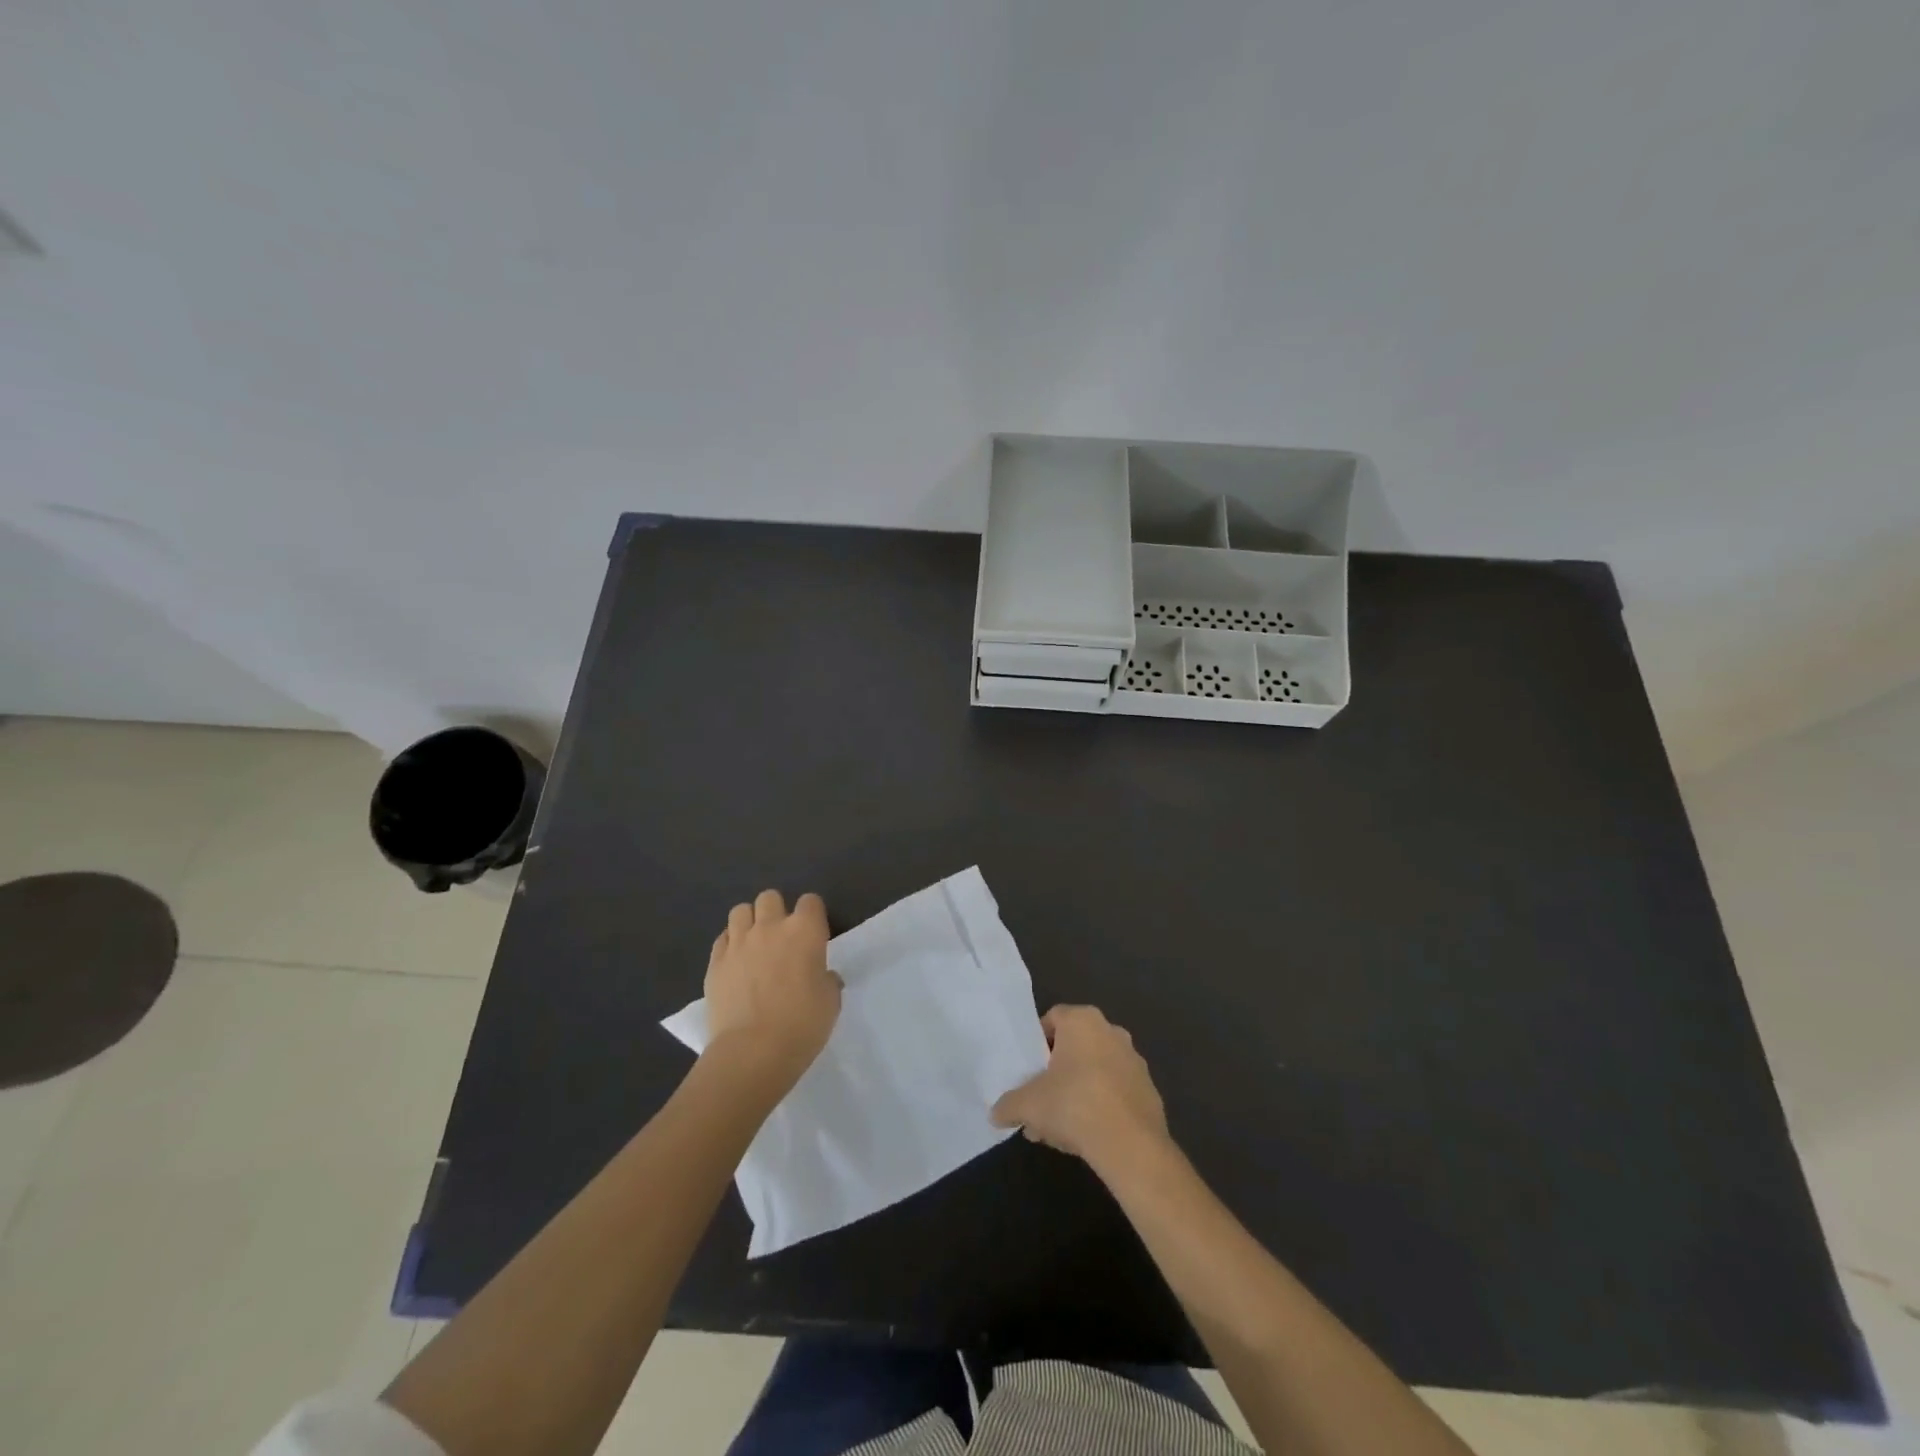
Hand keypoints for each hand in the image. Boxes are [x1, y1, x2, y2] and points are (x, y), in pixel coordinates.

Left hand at [703, 890, 841, 1085]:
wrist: (753, 1051)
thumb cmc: (802, 1025)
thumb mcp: (830, 1002)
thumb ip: (827, 980)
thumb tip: (823, 976)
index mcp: (805, 931)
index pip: (810, 901)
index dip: (812, 915)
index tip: (814, 935)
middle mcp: (770, 927)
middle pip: (770, 897)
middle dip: (776, 911)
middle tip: (781, 937)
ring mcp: (739, 942)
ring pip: (741, 910)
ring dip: (750, 922)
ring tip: (754, 944)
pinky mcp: (715, 962)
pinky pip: (722, 938)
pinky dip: (730, 944)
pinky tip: (736, 963)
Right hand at [991, 1005, 1169, 1173]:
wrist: (1130, 1145)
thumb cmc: (1073, 1105)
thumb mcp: (1027, 1105)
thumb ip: (1008, 1105)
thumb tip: (995, 1113)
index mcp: (1082, 1021)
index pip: (1053, 1019)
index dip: (1037, 1043)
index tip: (1028, 1070)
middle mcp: (1111, 1031)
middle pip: (1074, 1046)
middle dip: (1056, 1072)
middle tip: (1040, 1100)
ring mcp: (1134, 1060)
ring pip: (1095, 1070)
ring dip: (1077, 1091)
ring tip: (1059, 1127)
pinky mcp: (1149, 1090)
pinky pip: (1115, 1091)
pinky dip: (1100, 1105)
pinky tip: (1087, 1134)